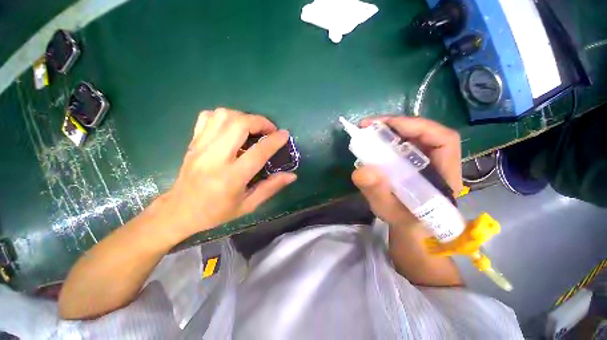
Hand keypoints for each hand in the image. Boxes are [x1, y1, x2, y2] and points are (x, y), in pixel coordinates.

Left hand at [155, 108, 296, 242]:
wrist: (180, 211)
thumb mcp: (249, 205)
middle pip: (239, 124)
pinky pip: (207, 117)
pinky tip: (231, 127)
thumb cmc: (217, 212)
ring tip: (252, 128)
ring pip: (223, 116)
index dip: (275, 140)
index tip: (285, 135)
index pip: (258, 152)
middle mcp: (215, 158)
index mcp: (232, 177)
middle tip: (269, 130)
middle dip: (260, 121)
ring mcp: (201, 147)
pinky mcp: (193, 142)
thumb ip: (271, 187)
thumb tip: (292, 175)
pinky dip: (224, 117)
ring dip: (243, 117)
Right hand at [351, 116, 461, 226]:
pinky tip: (374, 143)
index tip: (387, 126)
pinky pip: (404, 145)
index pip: (444, 140)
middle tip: (369, 125)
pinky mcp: (415, 162)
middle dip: (397, 124)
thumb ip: (377, 193)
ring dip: (391, 130)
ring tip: (368, 131)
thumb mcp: (388, 211)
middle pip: (426, 133)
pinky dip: (388, 140)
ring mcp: (427, 161)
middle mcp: (439, 163)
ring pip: (413, 136)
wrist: (410, 229)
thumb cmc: (405, 223)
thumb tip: (361, 171)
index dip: (418, 127)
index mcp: (444, 175)